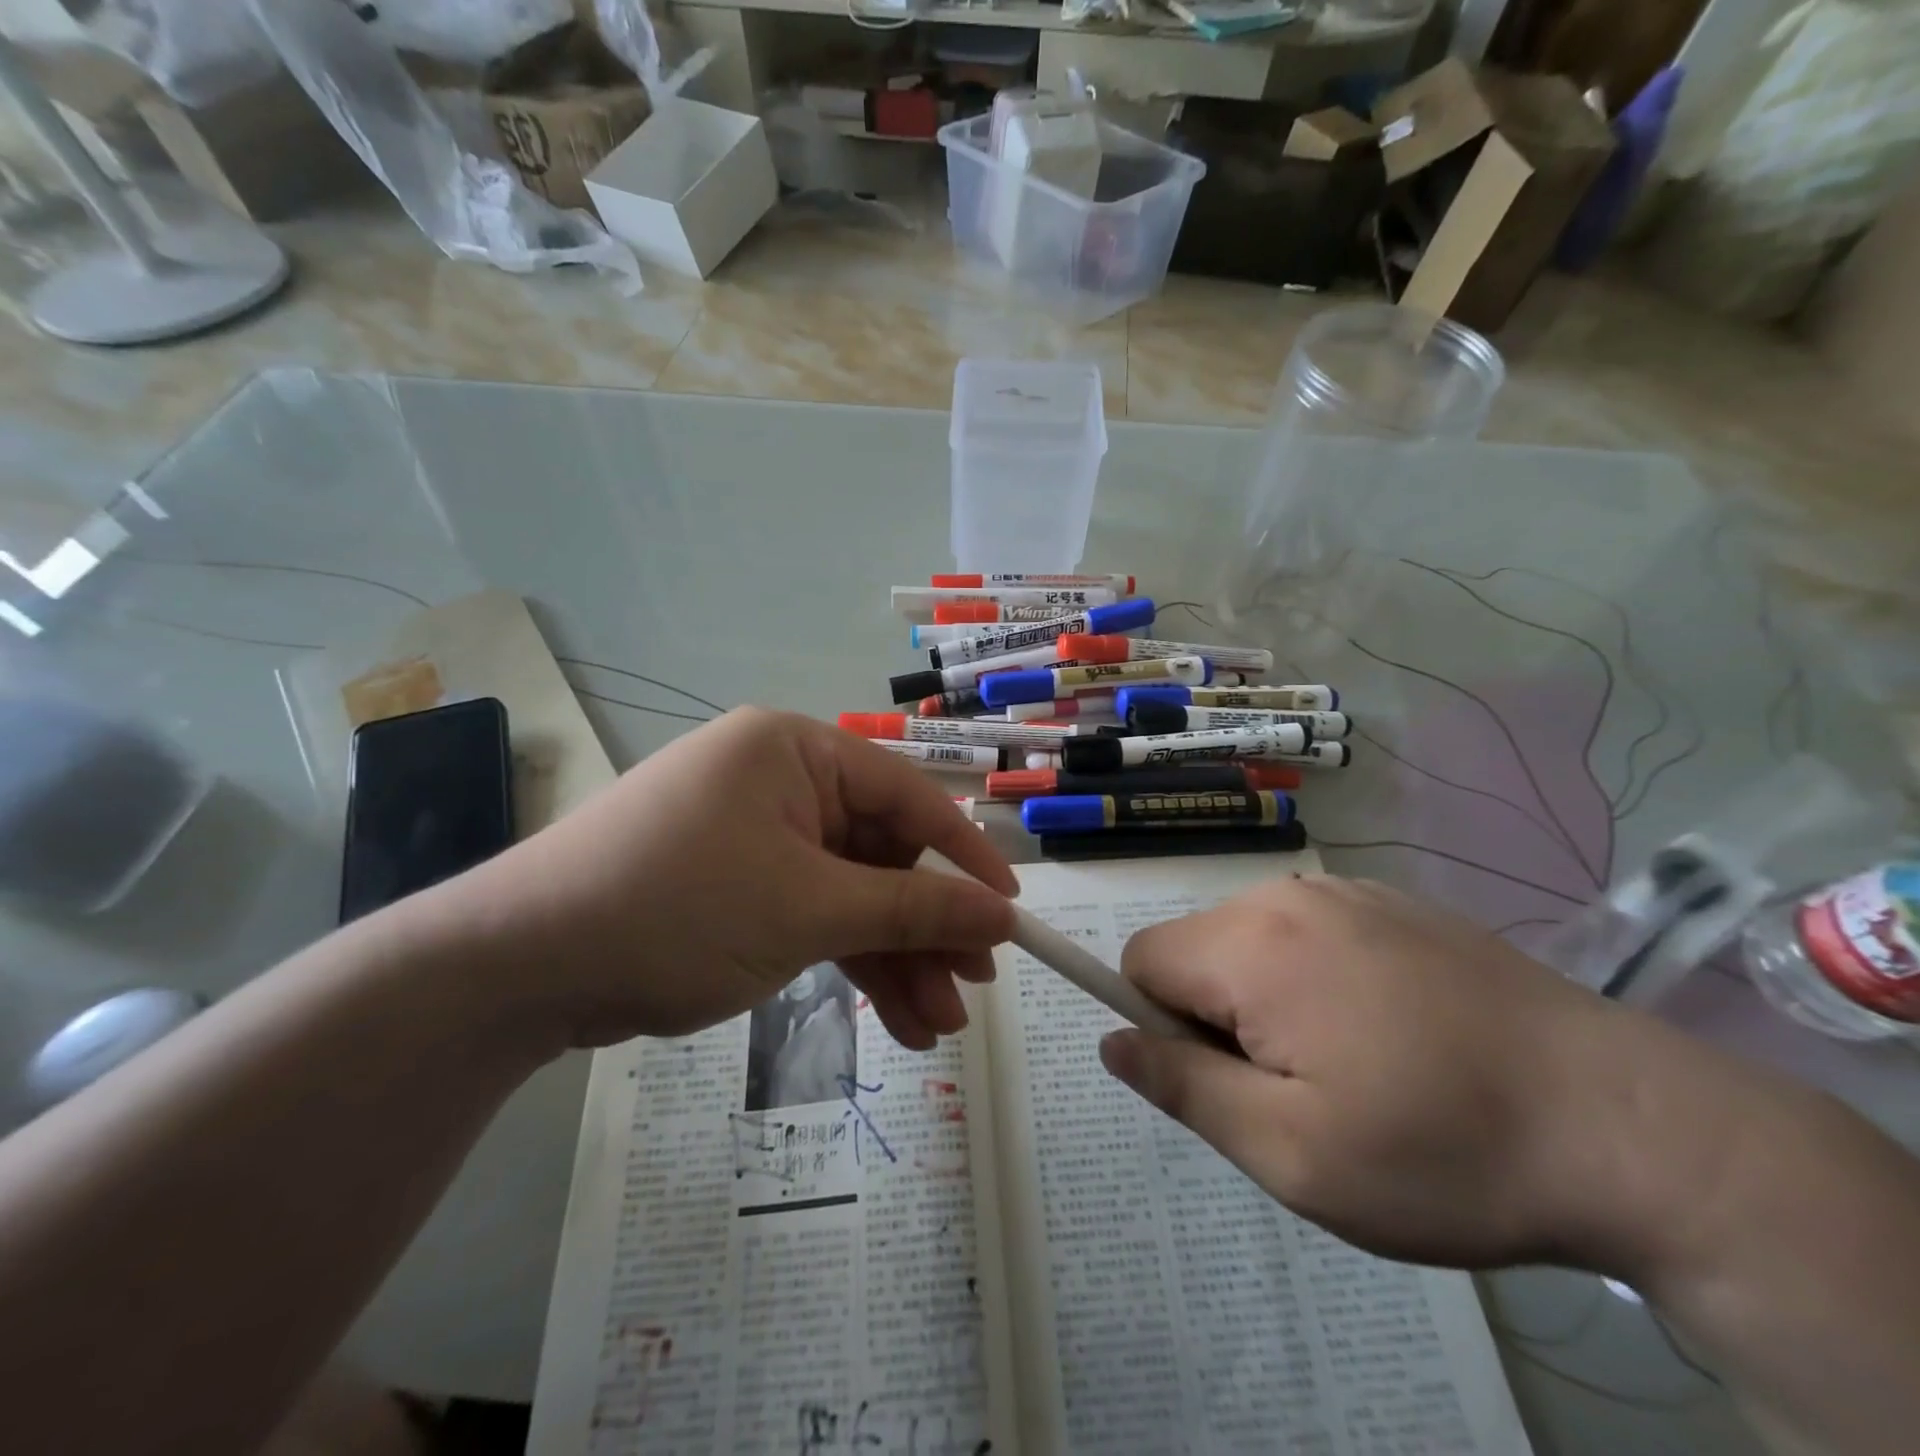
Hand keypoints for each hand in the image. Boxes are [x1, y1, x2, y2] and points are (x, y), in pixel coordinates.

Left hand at [424, 709, 1016, 1051]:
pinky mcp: (738, 886)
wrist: (520, 969)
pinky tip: (892, 1019)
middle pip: (881, 855)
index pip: (907, 798)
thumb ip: (913, 910)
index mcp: (796, 751)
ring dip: (895, 959)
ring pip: (851, 896)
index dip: (964, 859)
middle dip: (927, 928)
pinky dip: (850, 964)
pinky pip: (813, 917)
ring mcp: (758, 837)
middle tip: (974, 989)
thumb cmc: (678, 908)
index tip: (1010, 914)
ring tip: (938, 1028)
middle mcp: (781, 782)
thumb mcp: (809, 909)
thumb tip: (1001, 917)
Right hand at [1100, 876, 1766, 1273]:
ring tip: (1353, 1065)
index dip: (1161, 1025)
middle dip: (1216, 1015)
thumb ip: (1182, 1087)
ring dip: (1267, 998)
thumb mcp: (1291, 1153)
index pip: (1141, 960)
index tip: (1229, 1082)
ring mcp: (1347, 890)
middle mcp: (1287, 894)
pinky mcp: (1394, 901)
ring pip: (1251, 940)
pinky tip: (1394, 1030)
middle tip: (1300, 1090)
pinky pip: (1309, 931)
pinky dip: (1316, 976)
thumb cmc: (1443, 1150)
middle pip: (1196, 948)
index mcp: (1251, 945)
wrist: (1634, 1125)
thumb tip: (1114, 1040)